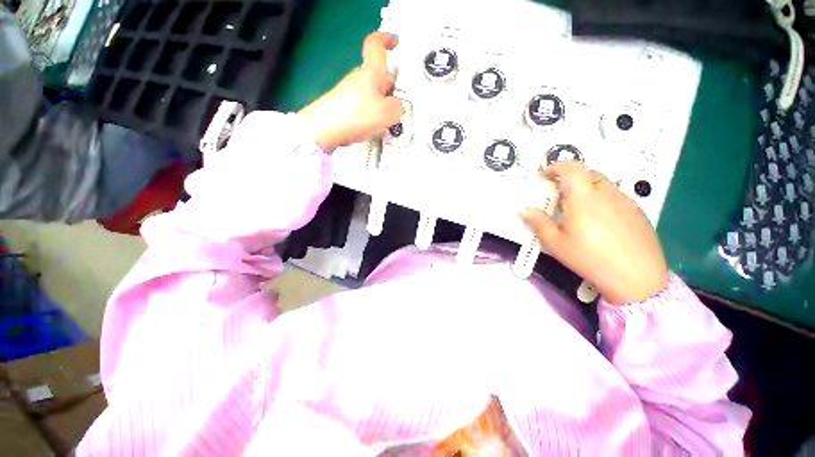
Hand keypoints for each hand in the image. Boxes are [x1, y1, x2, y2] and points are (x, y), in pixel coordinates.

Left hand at [299, 32, 402, 152]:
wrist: (323, 129)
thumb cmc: (358, 115)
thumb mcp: (388, 113)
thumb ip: (397, 107)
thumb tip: (394, 106)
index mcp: (371, 72)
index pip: (375, 45)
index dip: (385, 40)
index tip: (395, 43)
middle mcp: (358, 77)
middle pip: (378, 75)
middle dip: (390, 86)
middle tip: (399, 104)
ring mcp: (348, 92)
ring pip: (371, 93)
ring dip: (381, 104)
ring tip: (386, 123)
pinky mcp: (342, 106)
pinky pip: (362, 106)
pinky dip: (370, 114)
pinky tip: (372, 129)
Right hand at [521, 162, 668, 304]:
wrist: (638, 279)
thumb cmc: (590, 260)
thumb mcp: (557, 243)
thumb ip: (539, 223)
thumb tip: (524, 210)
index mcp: (584, 199)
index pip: (572, 169)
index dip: (556, 167)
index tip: (544, 174)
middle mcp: (607, 194)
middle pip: (588, 174)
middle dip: (570, 177)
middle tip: (558, 193)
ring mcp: (626, 202)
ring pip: (603, 185)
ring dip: (586, 188)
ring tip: (576, 209)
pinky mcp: (638, 213)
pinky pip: (615, 197)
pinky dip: (601, 199)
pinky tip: (598, 221)